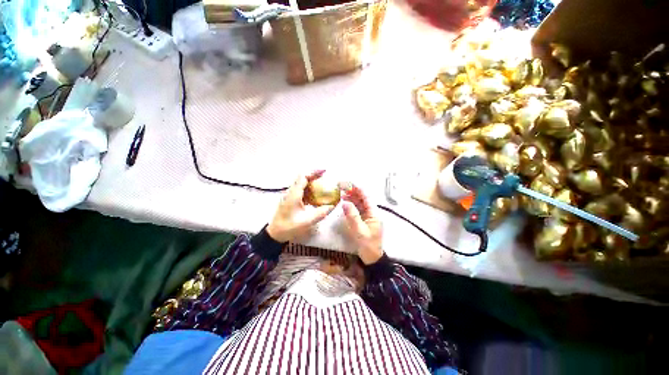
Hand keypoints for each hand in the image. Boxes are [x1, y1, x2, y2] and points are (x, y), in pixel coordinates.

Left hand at [267, 171, 335, 242]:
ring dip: (311, 180)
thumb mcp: (307, 221)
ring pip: (301, 182)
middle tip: (325, 176)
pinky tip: (316, 193)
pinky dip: (309, 187)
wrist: (275, 233)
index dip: (314, 172)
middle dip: (314, 174)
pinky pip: (301, 189)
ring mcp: (289, 195)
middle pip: (302, 177)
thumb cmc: (289, 227)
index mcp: (293, 194)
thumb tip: (333, 205)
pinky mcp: (290, 199)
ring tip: (323, 182)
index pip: (303, 177)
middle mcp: (290, 191)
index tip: (324, 171)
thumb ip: (321, 213)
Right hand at [341, 184, 383, 264]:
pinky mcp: (363, 220)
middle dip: (353, 191)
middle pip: (362, 198)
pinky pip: (357, 209)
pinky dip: (351, 204)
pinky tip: (344, 202)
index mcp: (374, 213)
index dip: (357, 188)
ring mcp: (367, 216)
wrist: (372, 259)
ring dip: (351, 197)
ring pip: (359, 203)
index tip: (347, 183)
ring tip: (341, 192)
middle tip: (341, 186)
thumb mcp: (360, 231)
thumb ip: (353, 217)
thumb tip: (345, 202)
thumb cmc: (368, 245)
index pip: (366, 197)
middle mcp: (371, 212)